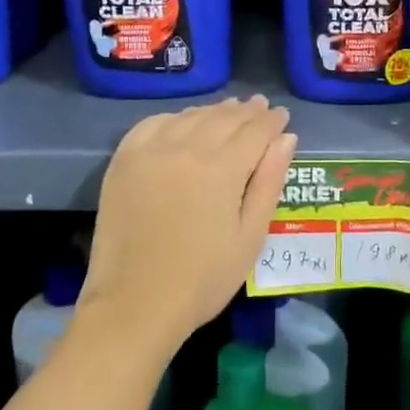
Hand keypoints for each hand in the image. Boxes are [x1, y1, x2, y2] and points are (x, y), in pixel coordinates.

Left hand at [85, 96, 296, 351]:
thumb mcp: (250, 237)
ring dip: (213, 111)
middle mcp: (186, 148)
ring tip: (229, 109)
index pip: (254, 131)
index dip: (271, 121)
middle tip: (260, 106)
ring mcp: (150, 151)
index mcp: (222, 168)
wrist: (135, 304)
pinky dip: (174, 117)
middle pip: (223, 118)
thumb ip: (269, 182)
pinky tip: (183, 121)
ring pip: (190, 117)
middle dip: (246, 112)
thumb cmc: (203, 279)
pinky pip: (153, 124)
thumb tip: (286, 138)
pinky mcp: (124, 160)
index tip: (282, 115)